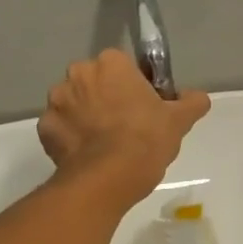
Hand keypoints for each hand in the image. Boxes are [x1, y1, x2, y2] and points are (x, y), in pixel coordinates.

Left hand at [38, 50, 209, 203]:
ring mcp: (56, 101)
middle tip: (124, 127)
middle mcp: (78, 74)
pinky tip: (86, 156)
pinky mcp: (44, 128)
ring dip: (85, 117)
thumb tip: (198, 98)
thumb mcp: (178, 121)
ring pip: (74, 104)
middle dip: (105, 98)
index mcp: (110, 63)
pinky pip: (60, 129)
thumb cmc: (145, 141)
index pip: (122, 67)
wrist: (107, 179)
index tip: (143, 109)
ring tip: (103, 145)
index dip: (134, 87)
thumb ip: (191, 102)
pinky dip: (70, 138)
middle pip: (94, 82)